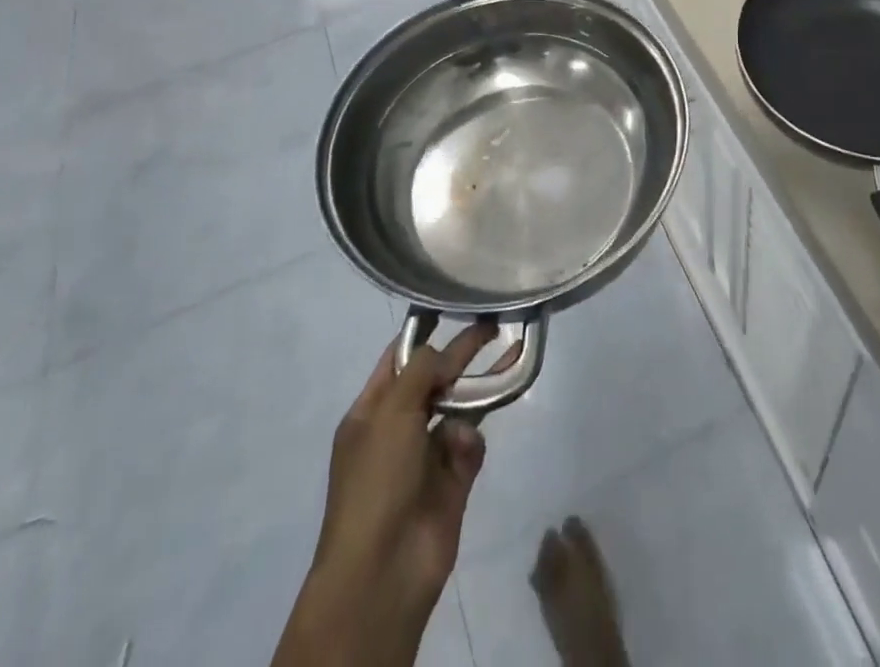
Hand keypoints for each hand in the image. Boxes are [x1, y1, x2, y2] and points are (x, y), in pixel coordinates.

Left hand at [277, 325, 504, 666]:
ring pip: (459, 409)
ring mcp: (425, 456)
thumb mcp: (391, 412)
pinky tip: (465, 450)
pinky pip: (470, 445)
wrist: (384, 571)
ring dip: (477, 391)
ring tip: (508, 360)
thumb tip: (445, 353)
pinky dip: (471, 442)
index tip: (452, 307)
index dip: (423, 335)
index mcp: (371, 413)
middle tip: (492, 324)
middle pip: (435, 380)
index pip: (397, 361)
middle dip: (461, 355)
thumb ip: (422, 371)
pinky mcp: (453, 481)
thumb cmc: (377, 481)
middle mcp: (397, 430)